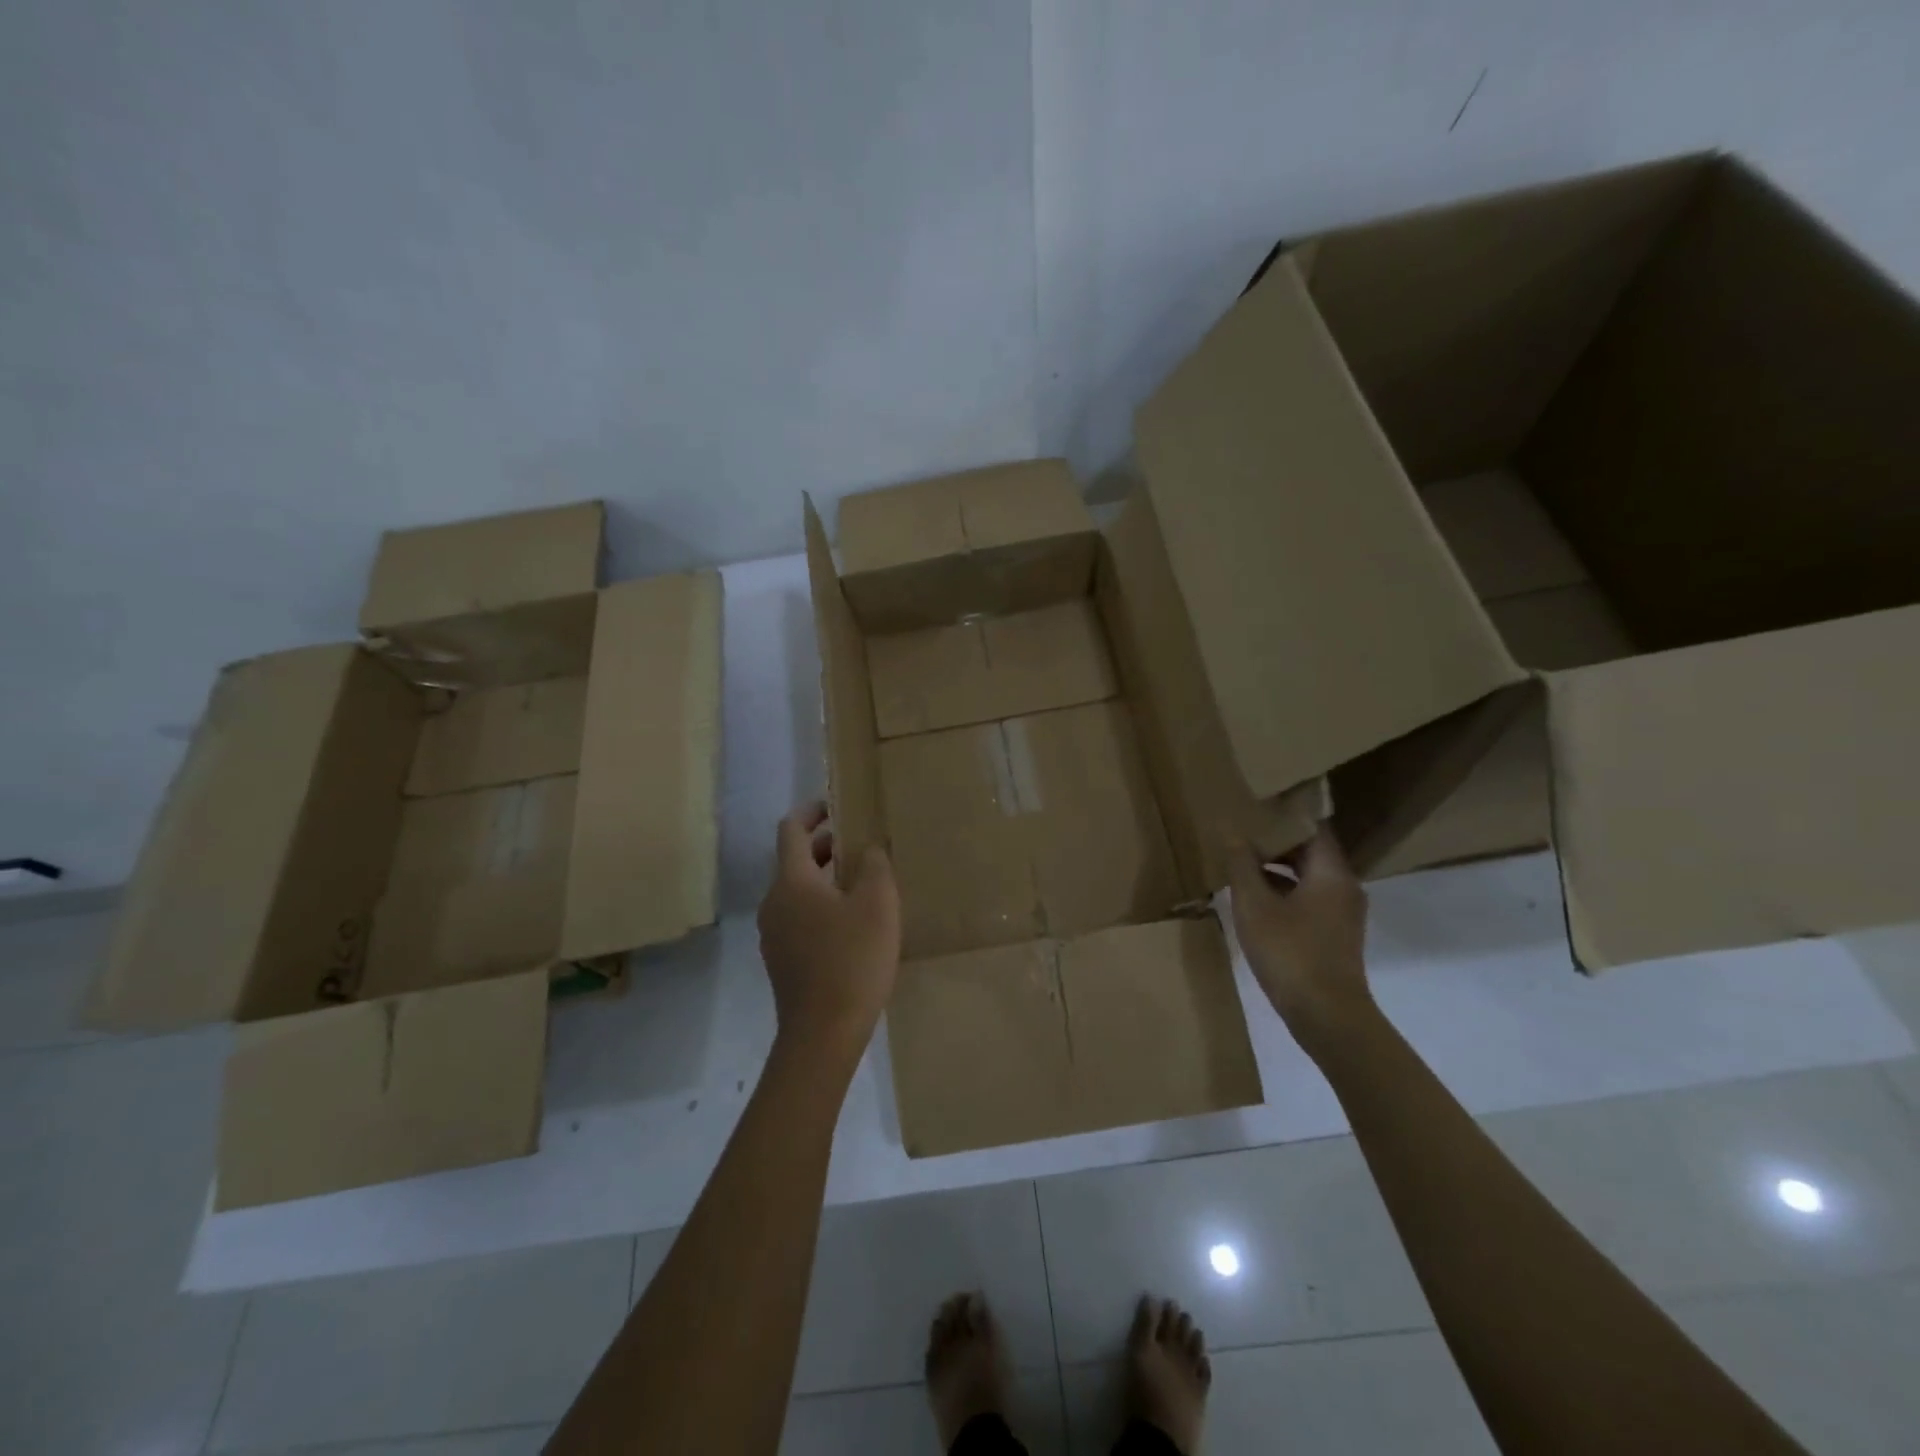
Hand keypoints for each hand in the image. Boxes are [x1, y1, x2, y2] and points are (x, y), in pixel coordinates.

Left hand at [757, 800, 900, 1062]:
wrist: (823, 1034)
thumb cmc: (852, 959)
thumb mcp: (877, 904)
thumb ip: (874, 865)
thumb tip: (867, 847)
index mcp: (791, 882)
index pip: (791, 830)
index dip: (811, 812)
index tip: (834, 806)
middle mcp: (774, 902)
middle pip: (794, 861)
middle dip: (824, 847)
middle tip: (858, 846)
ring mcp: (773, 934)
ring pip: (797, 892)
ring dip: (824, 879)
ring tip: (860, 885)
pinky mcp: (782, 961)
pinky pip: (799, 918)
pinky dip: (820, 907)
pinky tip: (851, 926)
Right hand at [1226, 826, 1374, 1055]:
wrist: (1327, 1016)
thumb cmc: (1290, 952)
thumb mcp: (1254, 906)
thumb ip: (1242, 867)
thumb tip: (1233, 834)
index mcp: (1331, 873)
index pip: (1312, 828)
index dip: (1284, 815)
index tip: (1255, 807)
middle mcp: (1344, 887)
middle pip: (1311, 851)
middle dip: (1276, 841)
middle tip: (1241, 831)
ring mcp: (1343, 913)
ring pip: (1309, 876)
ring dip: (1278, 867)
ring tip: (1242, 862)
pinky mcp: (1335, 934)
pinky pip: (1310, 898)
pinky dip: (1285, 890)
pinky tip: (1256, 898)